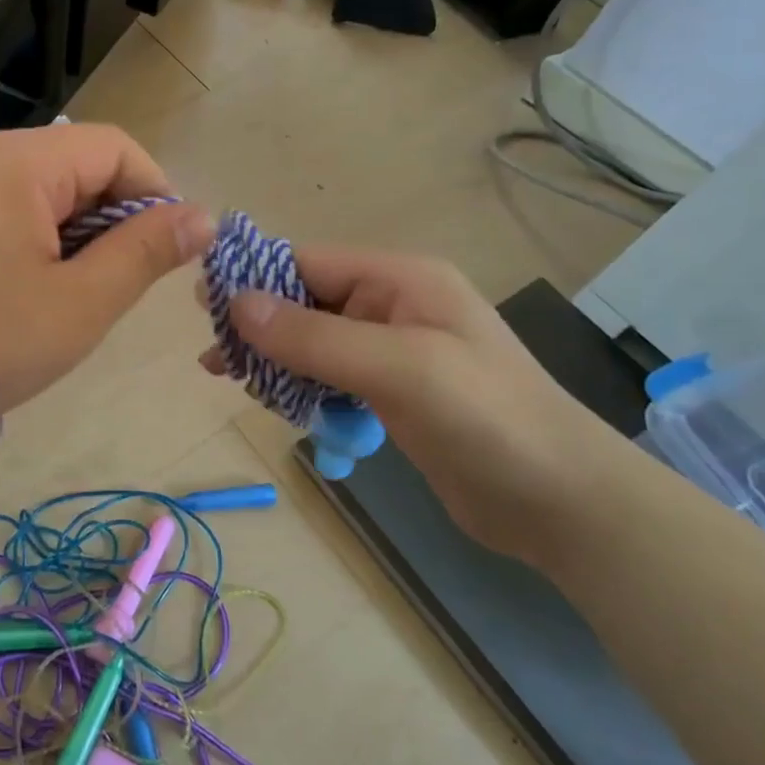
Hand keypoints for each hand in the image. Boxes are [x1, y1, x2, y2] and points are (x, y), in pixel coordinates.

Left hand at [0, 124, 214, 446]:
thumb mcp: (79, 304)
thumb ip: (144, 253)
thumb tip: (203, 217)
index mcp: (25, 162)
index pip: (118, 149)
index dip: (157, 196)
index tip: (167, 258)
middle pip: (83, 170)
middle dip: (116, 225)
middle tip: (115, 294)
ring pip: (51, 199)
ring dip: (79, 244)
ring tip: (71, 305)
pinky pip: (15, 219)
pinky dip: (42, 252)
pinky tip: (31, 302)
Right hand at [207, 248, 615, 568]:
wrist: (562, 502)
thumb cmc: (486, 419)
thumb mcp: (398, 368)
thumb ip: (314, 337)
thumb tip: (235, 304)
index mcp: (398, 279)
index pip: (306, 263)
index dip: (253, 280)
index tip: (202, 307)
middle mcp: (391, 304)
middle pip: (304, 302)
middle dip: (259, 327)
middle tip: (214, 360)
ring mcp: (392, 349)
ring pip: (311, 342)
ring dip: (275, 361)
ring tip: (234, 383)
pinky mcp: (391, 391)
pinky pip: (329, 376)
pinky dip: (301, 388)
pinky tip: (281, 407)